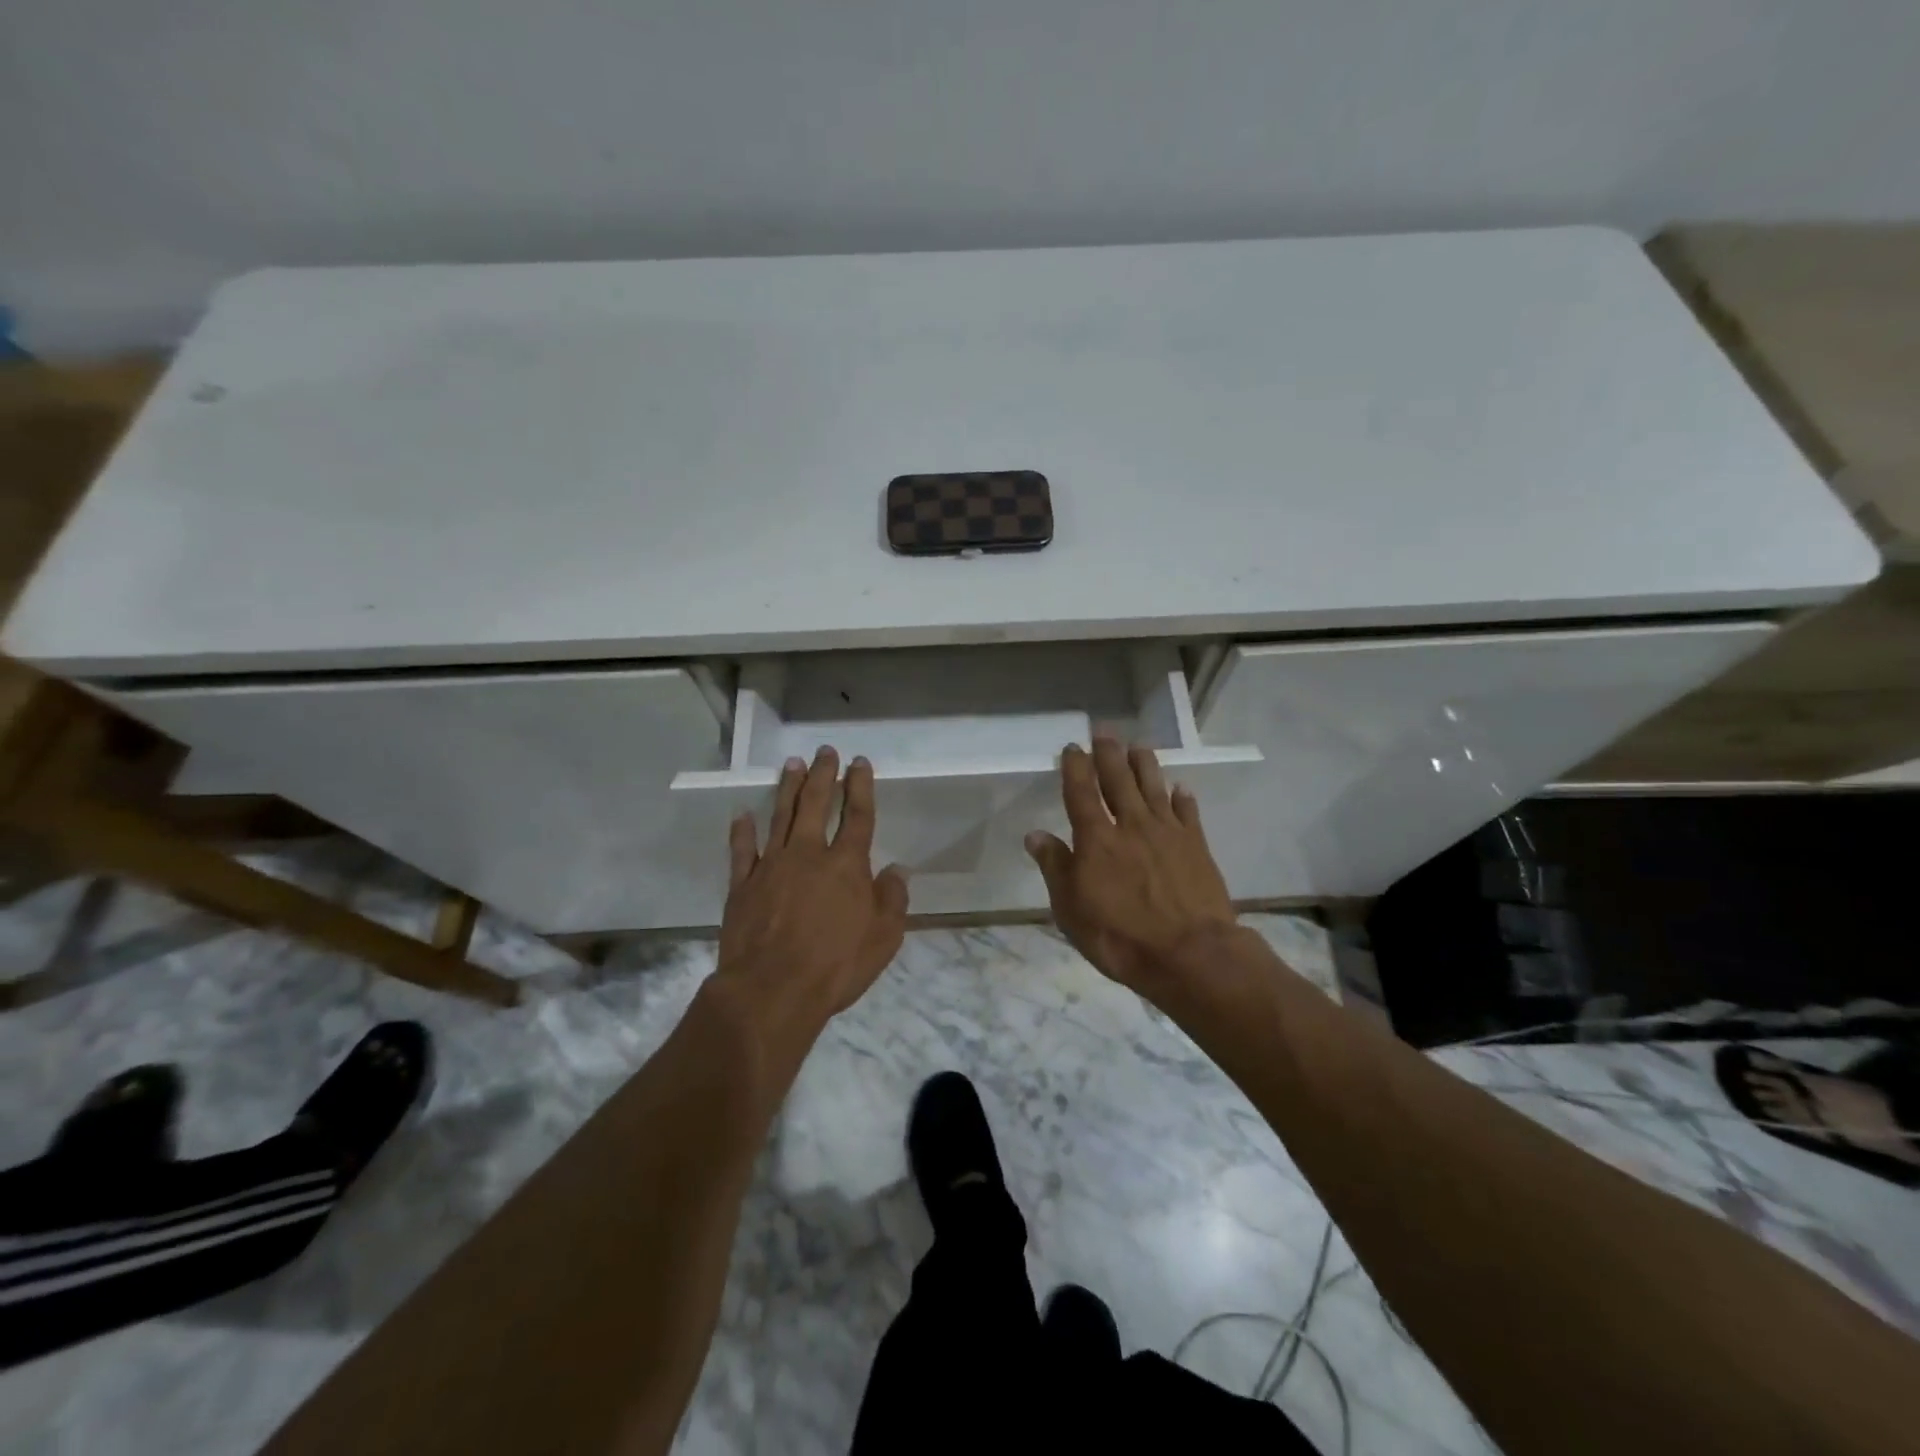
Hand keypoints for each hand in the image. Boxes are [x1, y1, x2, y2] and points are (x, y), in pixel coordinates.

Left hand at [715, 747, 909, 1024]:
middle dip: (822, 775)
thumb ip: (892, 899)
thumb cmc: (836, 965)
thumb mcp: (883, 938)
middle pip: (816, 805)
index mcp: (846, 865)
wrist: (771, 990)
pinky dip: (742, 832)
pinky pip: (742, 851)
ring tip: (792, 764)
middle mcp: (808, 855)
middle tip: (824, 751)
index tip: (859, 763)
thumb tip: (896, 870)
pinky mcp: (742, 886)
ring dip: (787, 789)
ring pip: (780, 817)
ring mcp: (771, 867)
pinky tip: (743, 815)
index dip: (860, 787)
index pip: (857, 816)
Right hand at [1025, 737, 1238, 995]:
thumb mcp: (1071, 909)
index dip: (1075, 767)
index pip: (1081, 792)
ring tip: (1139, 746)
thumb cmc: (1119, 937)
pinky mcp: (1197, 846)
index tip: (1072, 747)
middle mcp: (1131, 825)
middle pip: (1118, 780)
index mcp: (1096, 839)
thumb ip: (1055, 868)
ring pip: (1154, 787)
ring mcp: (1168, 833)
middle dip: (1109, 754)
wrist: (1190, 954)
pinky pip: (1188, 813)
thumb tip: (1035, 835)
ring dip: (1145, 764)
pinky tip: (1181, 788)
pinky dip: (1183, 798)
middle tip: (1105, 732)